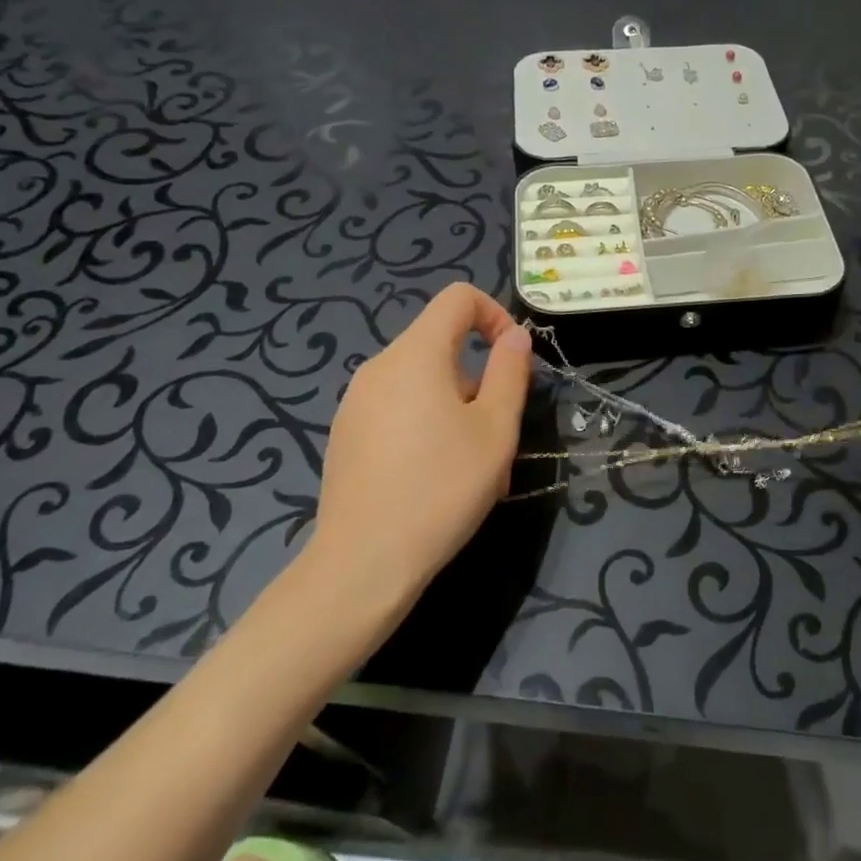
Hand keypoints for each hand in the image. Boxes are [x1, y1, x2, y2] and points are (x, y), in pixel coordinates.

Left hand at [308, 284, 533, 605]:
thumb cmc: (441, 488)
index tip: (513, 359)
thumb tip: (514, 336)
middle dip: (478, 376)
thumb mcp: (495, 430)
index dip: (494, 314)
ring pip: (421, 381)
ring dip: (456, 406)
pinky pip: (397, 408)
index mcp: (415, 354)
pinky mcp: (345, 434)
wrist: (363, 562)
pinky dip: (425, 423)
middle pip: (440, 344)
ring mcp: (355, 402)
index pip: (458, 298)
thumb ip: (510, 372)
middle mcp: (378, 367)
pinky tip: (433, 478)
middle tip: (496, 432)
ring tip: (471, 464)